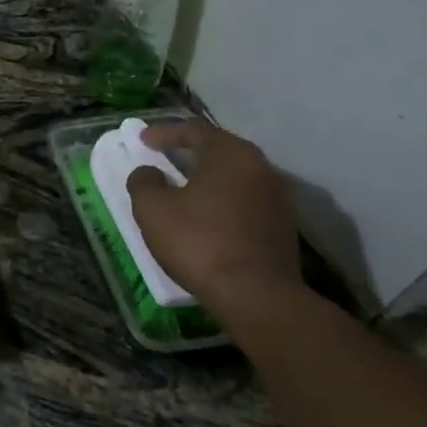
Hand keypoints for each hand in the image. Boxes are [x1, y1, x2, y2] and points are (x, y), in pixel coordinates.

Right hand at [126, 119, 305, 331]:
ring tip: (183, 188)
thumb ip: (144, 182)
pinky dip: (223, 200)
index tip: (143, 140)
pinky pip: (246, 201)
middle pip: (221, 150)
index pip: (195, 130)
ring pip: (236, 177)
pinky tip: (206, 216)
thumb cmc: (200, 241)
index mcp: (232, 155)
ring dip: (208, 178)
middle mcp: (262, 169)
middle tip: (164, 156)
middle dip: (190, 151)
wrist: (257, 296)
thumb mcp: (153, 209)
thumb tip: (149, 172)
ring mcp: (278, 199)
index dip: (165, 132)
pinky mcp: (283, 228)